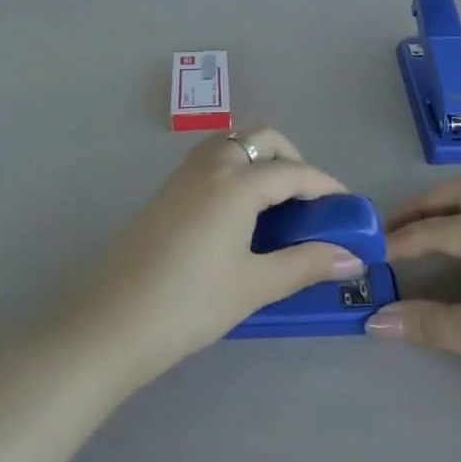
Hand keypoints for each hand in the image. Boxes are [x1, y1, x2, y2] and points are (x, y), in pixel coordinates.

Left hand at [70, 127, 364, 382]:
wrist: (110, 323)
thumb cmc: (189, 304)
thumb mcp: (253, 286)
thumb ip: (305, 264)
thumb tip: (351, 256)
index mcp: (237, 182)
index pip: (294, 171)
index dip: (325, 186)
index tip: (348, 207)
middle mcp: (212, 164)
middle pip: (262, 138)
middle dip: (293, 159)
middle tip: (308, 201)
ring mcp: (185, 173)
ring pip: (234, 143)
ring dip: (262, 159)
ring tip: (277, 205)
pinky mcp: (167, 189)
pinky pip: (213, 159)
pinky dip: (237, 169)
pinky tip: (241, 213)